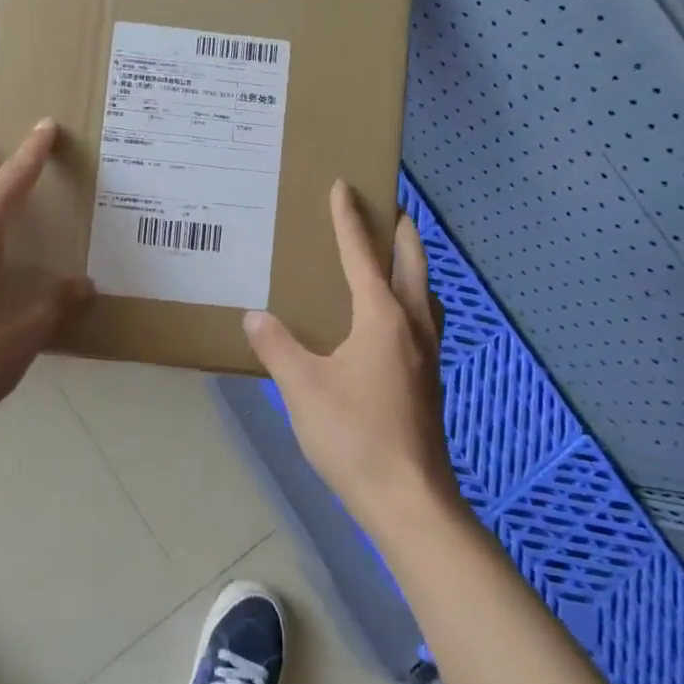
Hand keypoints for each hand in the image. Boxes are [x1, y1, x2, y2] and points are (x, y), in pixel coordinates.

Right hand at [244, 181, 457, 537]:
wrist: (408, 499)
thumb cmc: (353, 436)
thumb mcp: (302, 388)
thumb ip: (277, 346)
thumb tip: (254, 316)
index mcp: (382, 317)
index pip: (361, 254)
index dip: (349, 218)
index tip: (344, 185)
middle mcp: (411, 324)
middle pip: (411, 261)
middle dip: (398, 229)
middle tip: (384, 205)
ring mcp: (427, 352)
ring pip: (425, 289)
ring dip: (411, 262)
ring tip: (391, 254)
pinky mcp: (429, 377)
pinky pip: (423, 316)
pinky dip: (410, 295)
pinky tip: (392, 317)